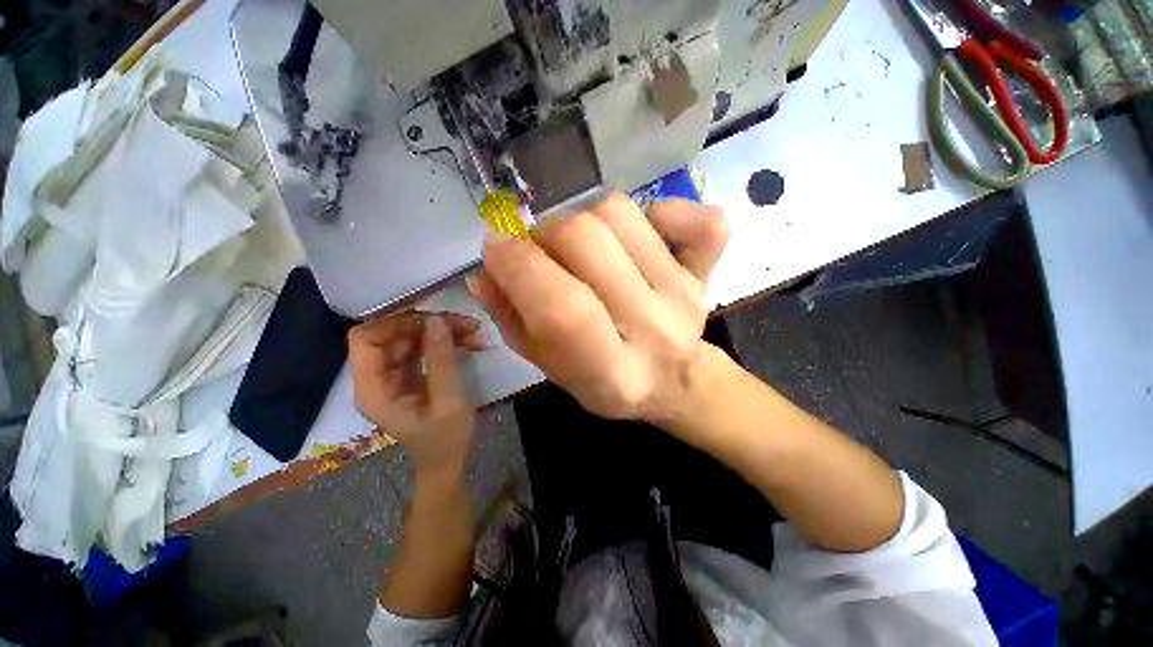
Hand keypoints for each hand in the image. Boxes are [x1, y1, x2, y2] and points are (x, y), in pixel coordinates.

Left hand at [348, 312, 485, 477]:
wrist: (448, 462)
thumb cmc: (446, 440)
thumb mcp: (448, 400)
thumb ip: (441, 360)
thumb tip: (436, 319)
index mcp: (373, 389)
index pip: (366, 338)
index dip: (395, 323)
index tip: (433, 321)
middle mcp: (376, 378)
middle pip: (392, 334)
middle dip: (428, 325)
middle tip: (466, 324)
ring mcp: (392, 375)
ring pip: (410, 337)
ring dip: (441, 331)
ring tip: (474, 332)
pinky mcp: (409, 375)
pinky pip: (421, 347)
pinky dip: (444, 341)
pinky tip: (469, 342)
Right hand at [468, 193, 728, 424]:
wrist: (674, 379)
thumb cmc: (606, 380)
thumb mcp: (550, 367)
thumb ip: (513, 321)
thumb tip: (484, 272)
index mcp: (611, 372)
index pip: (562, 307)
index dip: (518, 266)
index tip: (496, 248)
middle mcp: (653, 329)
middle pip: (585, 240)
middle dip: (545, 235)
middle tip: (543, 254)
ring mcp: (685, 294)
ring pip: (619, 213)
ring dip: (584, 219)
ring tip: (582, 248)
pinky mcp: (706, 272)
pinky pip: (698, 219)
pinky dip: (665, 211)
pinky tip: (645, 232)